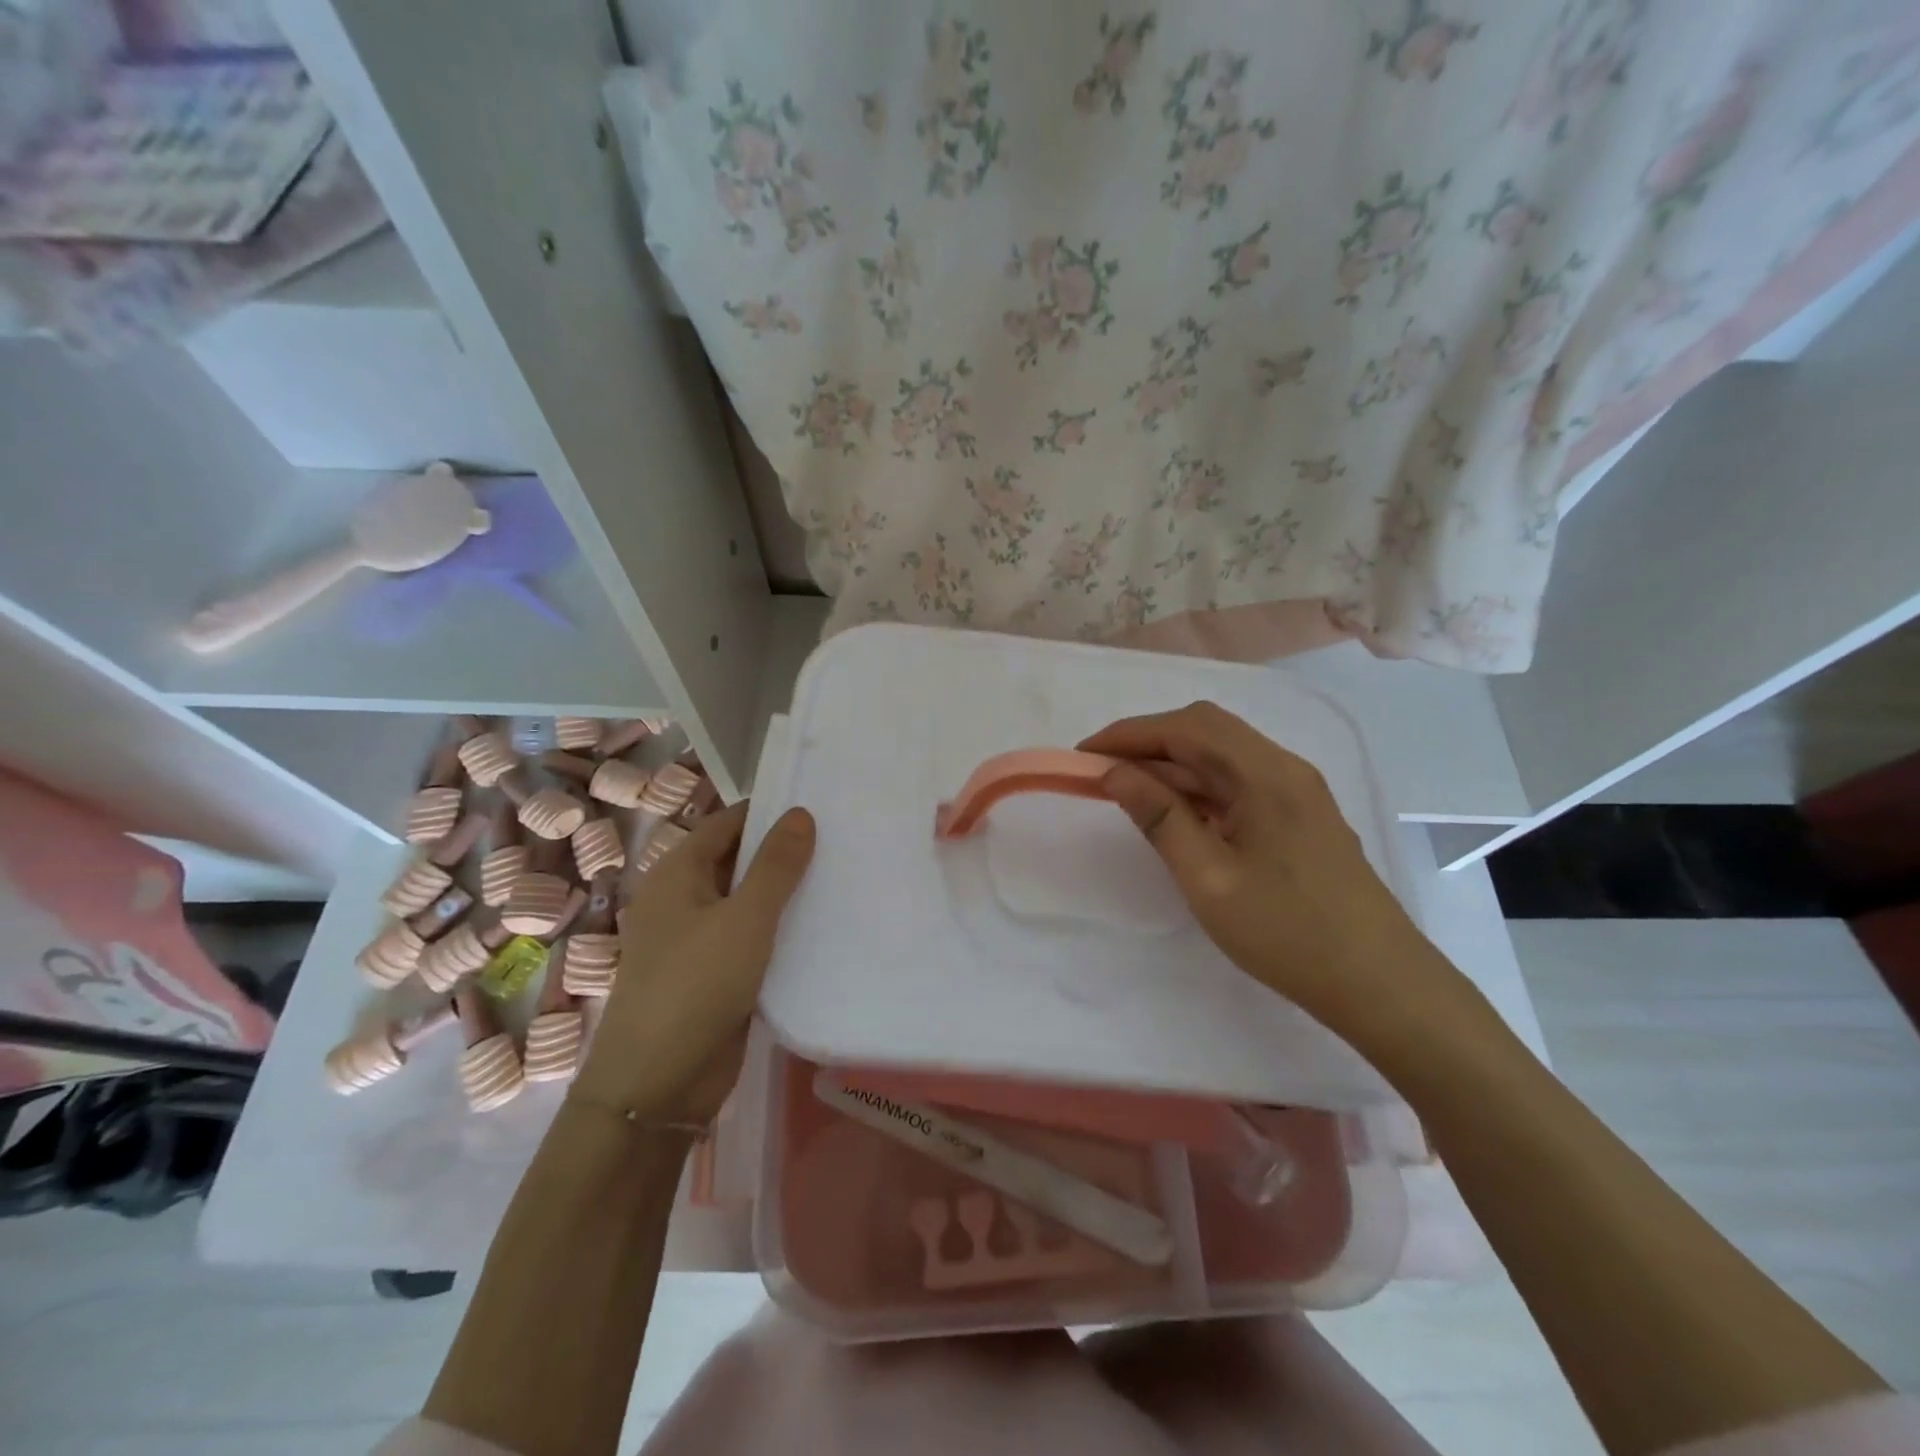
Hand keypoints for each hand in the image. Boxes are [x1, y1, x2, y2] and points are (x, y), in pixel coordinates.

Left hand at [571, 802, 814, 1124]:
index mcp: (677, 873)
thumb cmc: (696, 985)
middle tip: (842, 840)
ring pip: (748, 902)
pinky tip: (822, 927)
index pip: (729, 823)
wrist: (658, 1084)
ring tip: (842, 877)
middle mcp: (683, 899)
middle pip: (738, 860)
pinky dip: (780, 929)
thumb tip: (800, 813)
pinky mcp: (715, 973)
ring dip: (786, 893)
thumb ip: (776, 866)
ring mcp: (697, 938)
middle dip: (783, 852)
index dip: (770, 812)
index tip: (820, 807)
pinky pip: (751, 938)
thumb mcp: (744, 918)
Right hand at [1080, 702, 1444, 1044]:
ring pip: (1221, 757)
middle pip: (1206, 731)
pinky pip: (1237, 783)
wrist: (1379, 984)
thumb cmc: (1287, 933)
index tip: (1084, 754)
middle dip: (1148, 744)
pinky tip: (1174, 813)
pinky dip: (1197, 787)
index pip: (1187, 727)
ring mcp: (1295, 791)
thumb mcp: (1209, 879)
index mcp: (1266, 774)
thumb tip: (1116, 774)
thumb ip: (1160, 818)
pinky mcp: (1298, 815)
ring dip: (1171, 766)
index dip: (1130, 733)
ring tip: (1126, 792)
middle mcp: (1284, 768)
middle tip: (1101, 772)